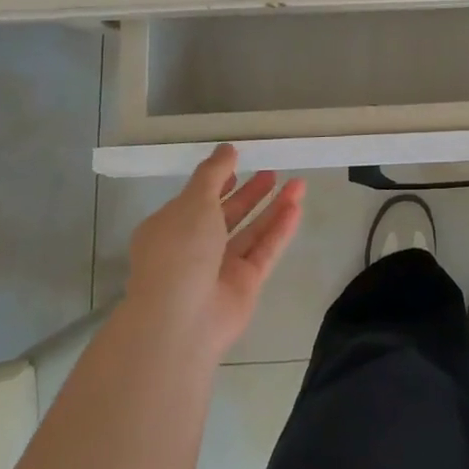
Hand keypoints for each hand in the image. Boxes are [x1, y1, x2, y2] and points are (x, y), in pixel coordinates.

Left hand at [126, 145, 304, 361]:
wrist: (181, 320)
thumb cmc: (179, 251)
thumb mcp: (193, 201)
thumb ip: (213, 173)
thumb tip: (227, 148)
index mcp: (170, 228)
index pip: (195, 200)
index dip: (217, 182)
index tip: (238, 164)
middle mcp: (193, 248)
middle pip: (227, 216)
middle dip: (249, 194)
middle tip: (272, 172)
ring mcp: (220, 269)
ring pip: (250, 232)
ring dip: (272, 208)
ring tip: (298, 183)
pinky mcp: (244, 285)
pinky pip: (264, 251)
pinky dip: (280, 229)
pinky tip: (297, 207)